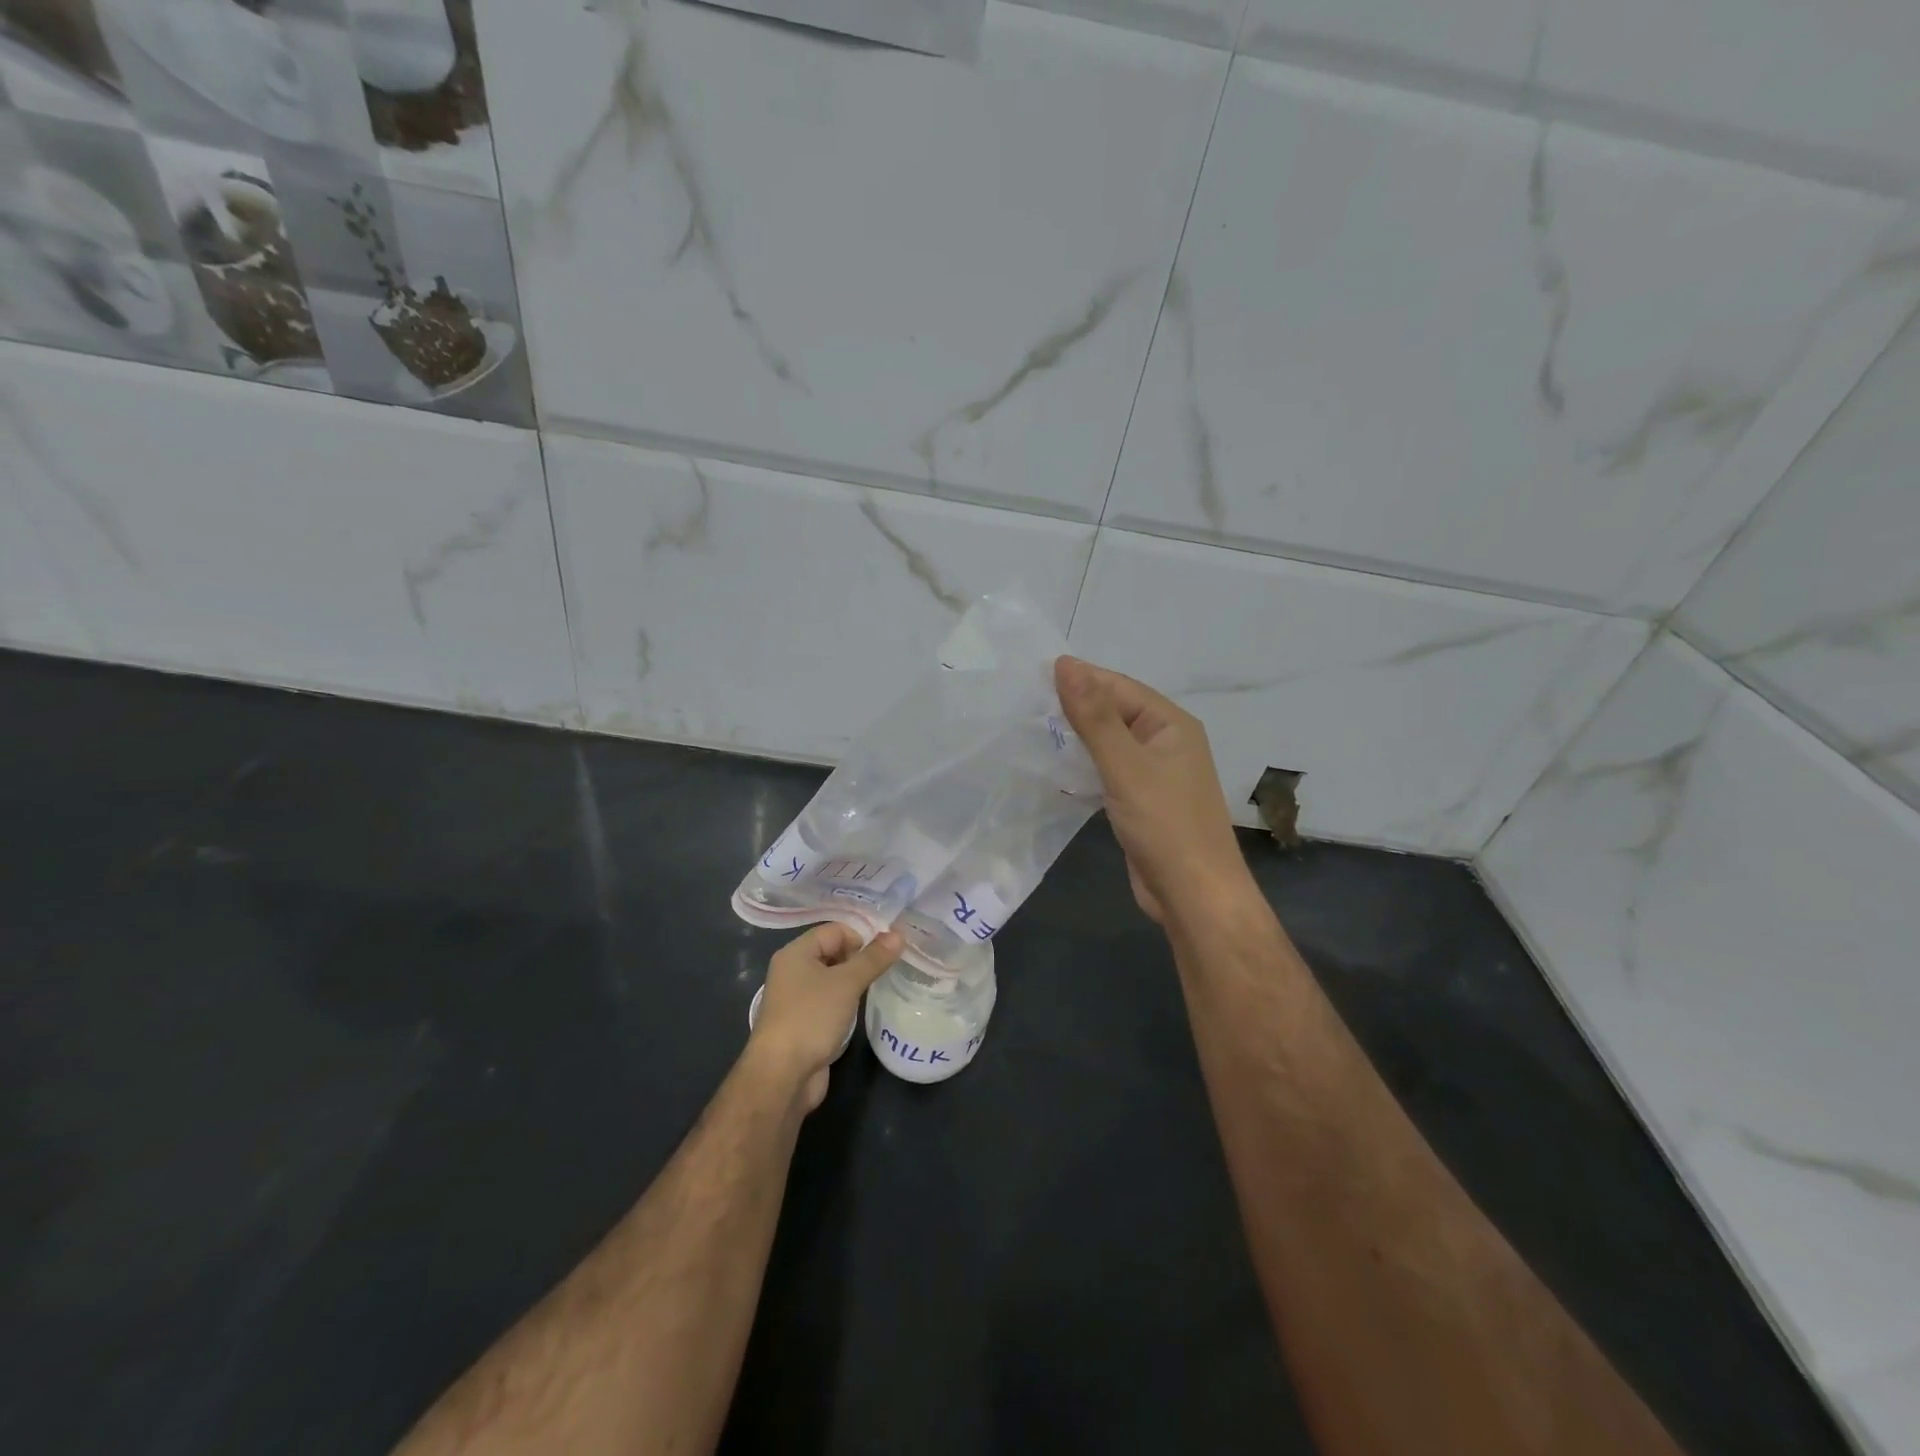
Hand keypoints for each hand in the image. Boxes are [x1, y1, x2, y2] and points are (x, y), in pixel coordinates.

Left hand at [750, 924, 902, 1111]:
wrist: (782, 1075)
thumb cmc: (811, 1018)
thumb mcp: (847, 983)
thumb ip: (873, 958)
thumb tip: (898, 934)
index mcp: (795, 953)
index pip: (834, 930)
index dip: (861, 937)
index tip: (886, 953)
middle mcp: (792, 971)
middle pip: (832, 952)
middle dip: (859, 958)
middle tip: (888, 968)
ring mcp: (796, 999)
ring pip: (832, 979)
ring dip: (854, 982)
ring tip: (880, 986)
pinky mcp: (803, 1023)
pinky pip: (829, 1002)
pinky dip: (846, 1002)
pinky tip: (862, 1010)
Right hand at [1055, 656, 1252, 925]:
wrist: (1193, 895)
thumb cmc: (1165, 825)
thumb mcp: (1125, 765)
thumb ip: (1094, 716)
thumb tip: (1064, 663)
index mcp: (1171, 724)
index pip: (1118, 686)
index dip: (1079, 678)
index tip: (1031, 676)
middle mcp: (1165, 742)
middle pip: (1114, 713)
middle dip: (1073, 708)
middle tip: (1023, 704)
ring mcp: (1154, 774)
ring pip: (1108, 744)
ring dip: (1075, 739)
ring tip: (1029, 732)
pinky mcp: (1140, 801)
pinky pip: (1107, 772)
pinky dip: (1082, 768)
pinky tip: (1053, 770)